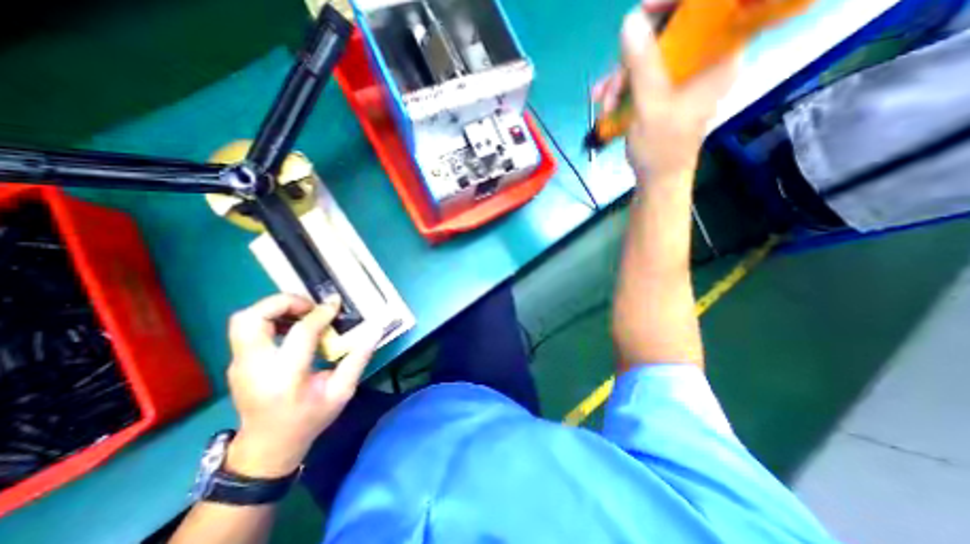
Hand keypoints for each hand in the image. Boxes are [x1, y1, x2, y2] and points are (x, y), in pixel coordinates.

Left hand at [225, 294, 379, 474]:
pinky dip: (271, 319)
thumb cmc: (308, 420)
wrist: (267, 447)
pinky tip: (294, 328)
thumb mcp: (341, 393)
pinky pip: (248, 329)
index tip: (335, 304)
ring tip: (303, 314)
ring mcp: (239, 364)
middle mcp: (254, 367)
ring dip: (275, 308)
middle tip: (310, 307)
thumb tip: (375, 331)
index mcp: (285, 377)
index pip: (299, 333)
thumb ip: (358, 359)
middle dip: (282, 302)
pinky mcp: (237, 362)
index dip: (320, 314)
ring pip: (243, 320)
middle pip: (252, 318)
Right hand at [595, 0, 739, 180]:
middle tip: (613, 81)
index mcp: (717, 59)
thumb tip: (630, 20)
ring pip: (650, 58)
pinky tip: (605, 102)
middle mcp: (702, 62)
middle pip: (672, 34)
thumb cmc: (661, 148)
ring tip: (605, 101)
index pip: (708, 10)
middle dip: (633, 56)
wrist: (656, 179)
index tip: (643, 10)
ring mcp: (681, 79)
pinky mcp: (663, 92)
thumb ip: (643, 64)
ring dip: (621, 77)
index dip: (674, 5)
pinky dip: (622, 87)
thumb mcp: (651, 105)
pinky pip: (641, 77)